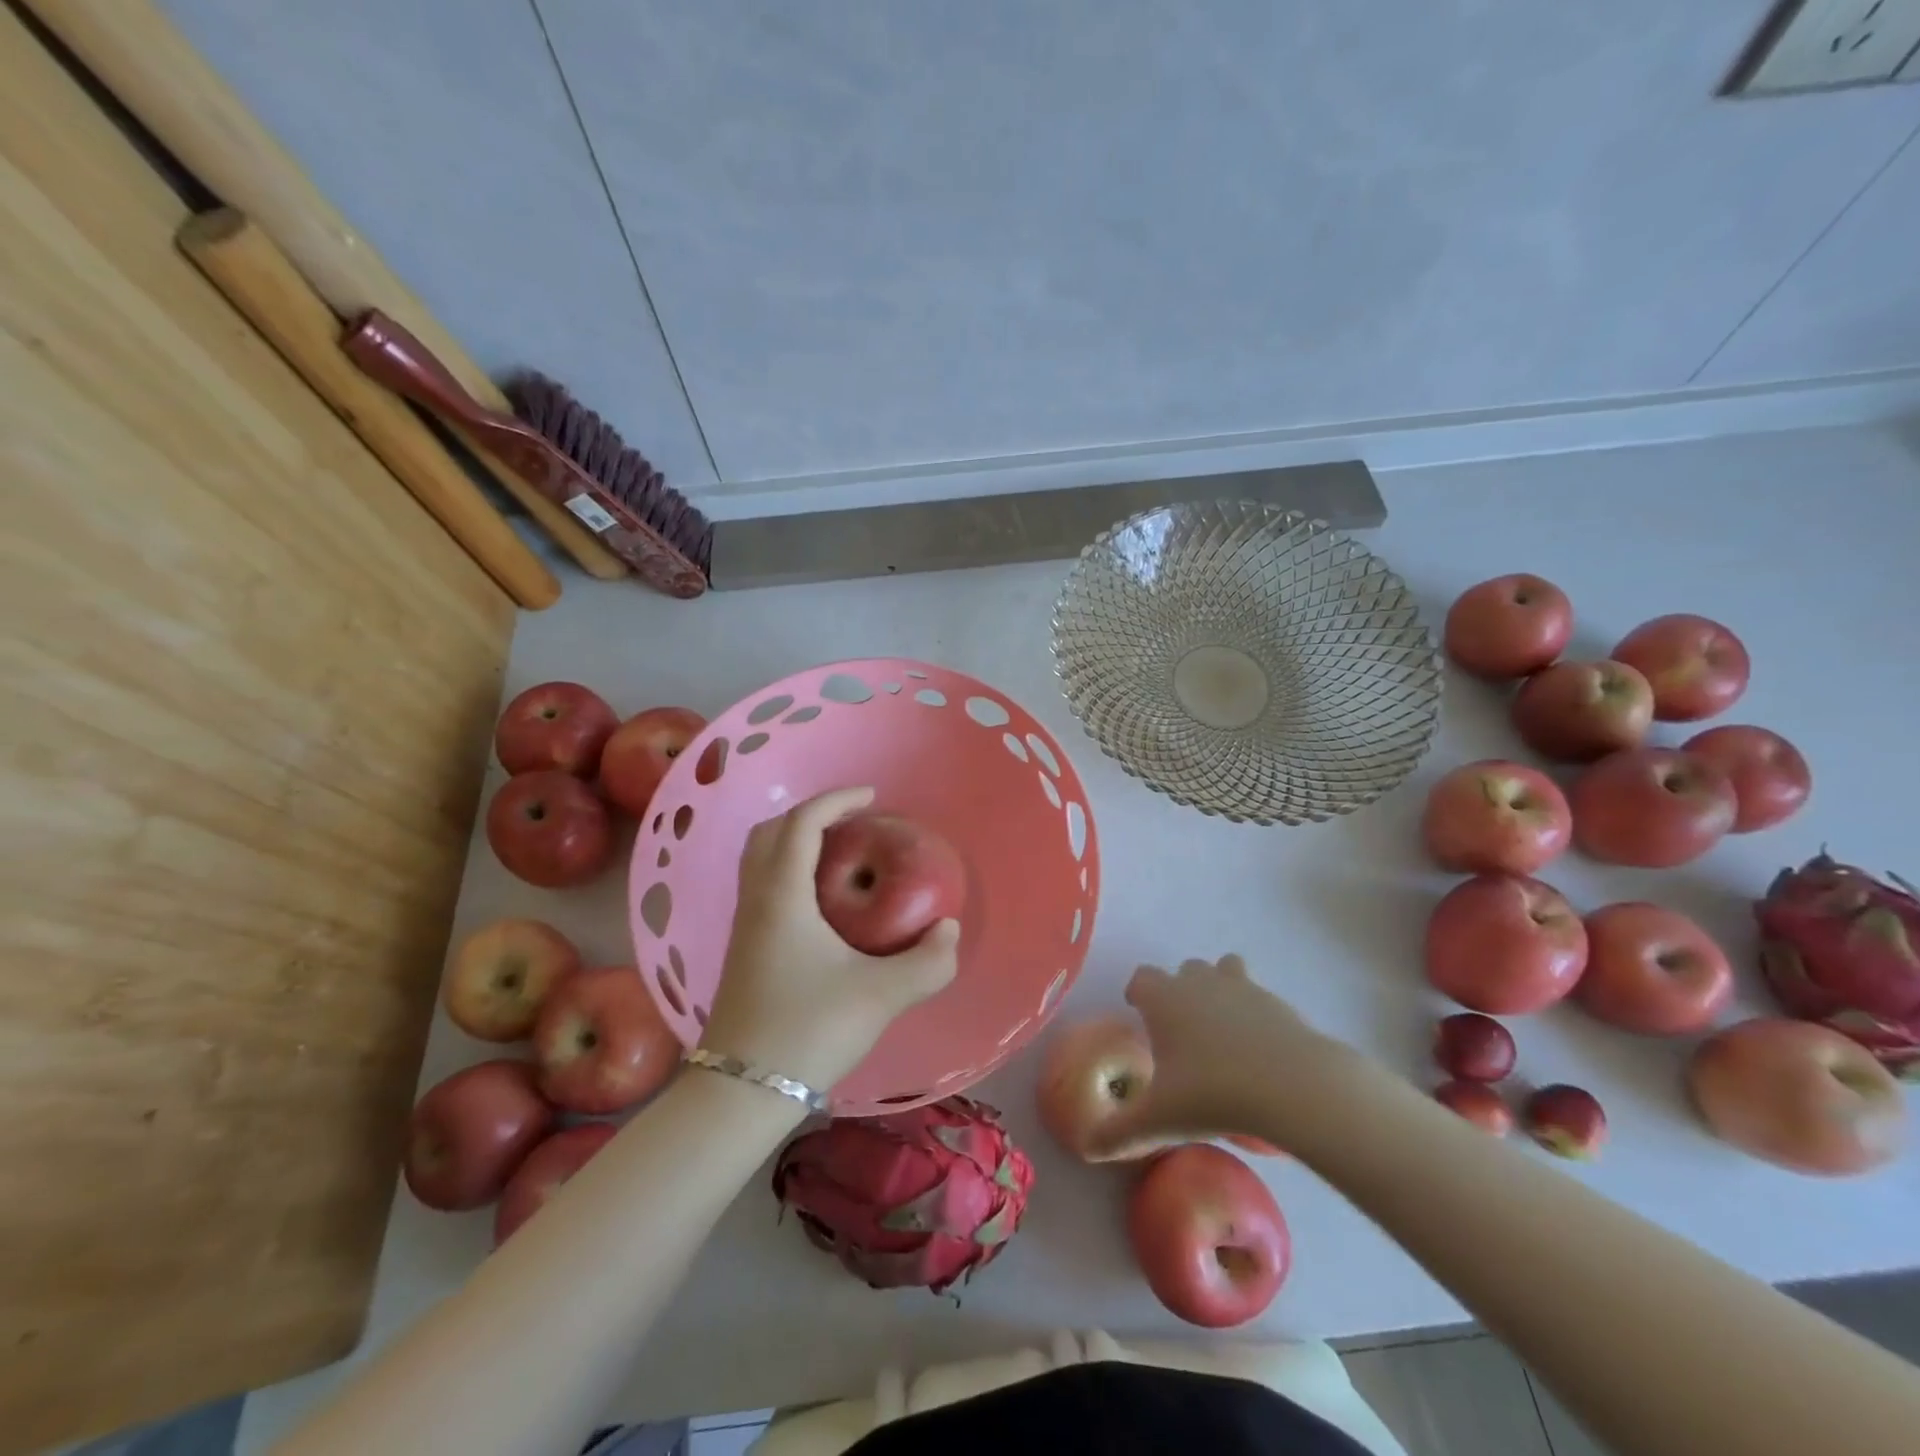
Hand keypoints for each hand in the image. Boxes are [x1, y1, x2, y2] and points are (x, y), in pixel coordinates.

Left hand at [700, 787, 958, 1091]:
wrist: (741, 1092)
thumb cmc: (808, 1030)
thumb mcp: (881, 996)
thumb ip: (928, 962)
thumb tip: (948, 931)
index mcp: (782, 895)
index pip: (802, 823)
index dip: (836, 800)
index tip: (871, 798)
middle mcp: (756, 900)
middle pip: (771, 832)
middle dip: (810, 815)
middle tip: (852, 823)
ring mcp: (743, 926)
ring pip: (761, 860)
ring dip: (796, 843)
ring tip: (840, 857)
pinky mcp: (743, 951)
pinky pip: (762, 887)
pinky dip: (789, 872)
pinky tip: (822, 907)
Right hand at [1085, 954, 1342, 1160]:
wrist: (1294, 1087)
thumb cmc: (1213, 1095)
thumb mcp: (1158, 1122)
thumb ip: (1118, 1133)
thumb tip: (1086, 1148)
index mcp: (1164, 998)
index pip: (1141, 978)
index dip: (1138, 993)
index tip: (1139, 1013)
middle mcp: (1199, 982)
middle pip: (1183, 970)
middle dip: (1179, 991)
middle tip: (1181, 1031)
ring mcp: (1241, 987)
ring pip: (1223, 969)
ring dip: (1218, 988)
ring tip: (1221, 1027)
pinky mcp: (1277, 1002)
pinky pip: (1257, 995)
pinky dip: (1253, 1012)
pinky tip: (1258, 1048)